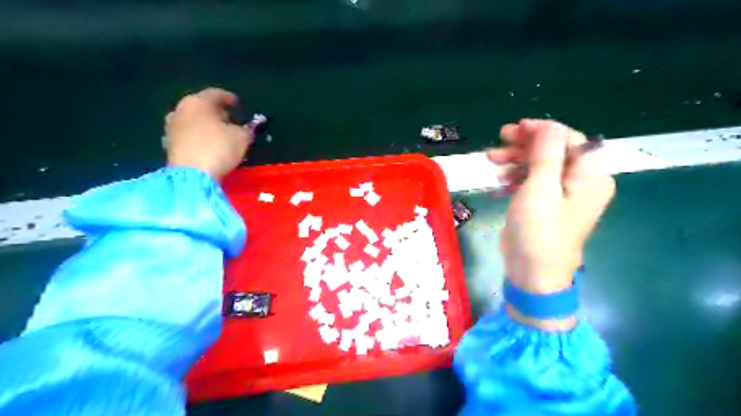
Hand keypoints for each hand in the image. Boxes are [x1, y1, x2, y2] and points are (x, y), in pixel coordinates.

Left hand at [164, 88, 255, 180]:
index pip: (216, 94)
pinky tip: (208, 145)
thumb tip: (246, 129)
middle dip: (216, 112)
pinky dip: (198, 136)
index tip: (238, 104)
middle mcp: (181, 109)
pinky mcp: (169, 144)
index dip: (229, 98)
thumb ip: (247, 130)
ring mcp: (172, 127)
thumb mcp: (242, 138)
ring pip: (193, 120)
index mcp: (199, 102)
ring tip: (219, 134)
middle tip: (230, 119)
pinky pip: (188, 134)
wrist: (191, 175)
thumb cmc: (219, 148)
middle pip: (202, 106)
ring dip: (206, 124)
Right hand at [491, 121, 617, 328]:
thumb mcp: (541, 189)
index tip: (515, 128)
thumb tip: (548, 125)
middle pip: (554, 150)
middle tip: (498, 141)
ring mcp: (562, 194)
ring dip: (516, 159)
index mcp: (590, 176)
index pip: (570, 140)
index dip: (543, 130)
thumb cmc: (538, 231)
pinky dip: (516, 175)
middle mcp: (580, 182)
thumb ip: (546, 154)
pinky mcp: (545, 204)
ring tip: (491, 161)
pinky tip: (499, 179)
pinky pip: (533, 180)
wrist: (532, 273)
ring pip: (540, 164)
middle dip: (525, 144)